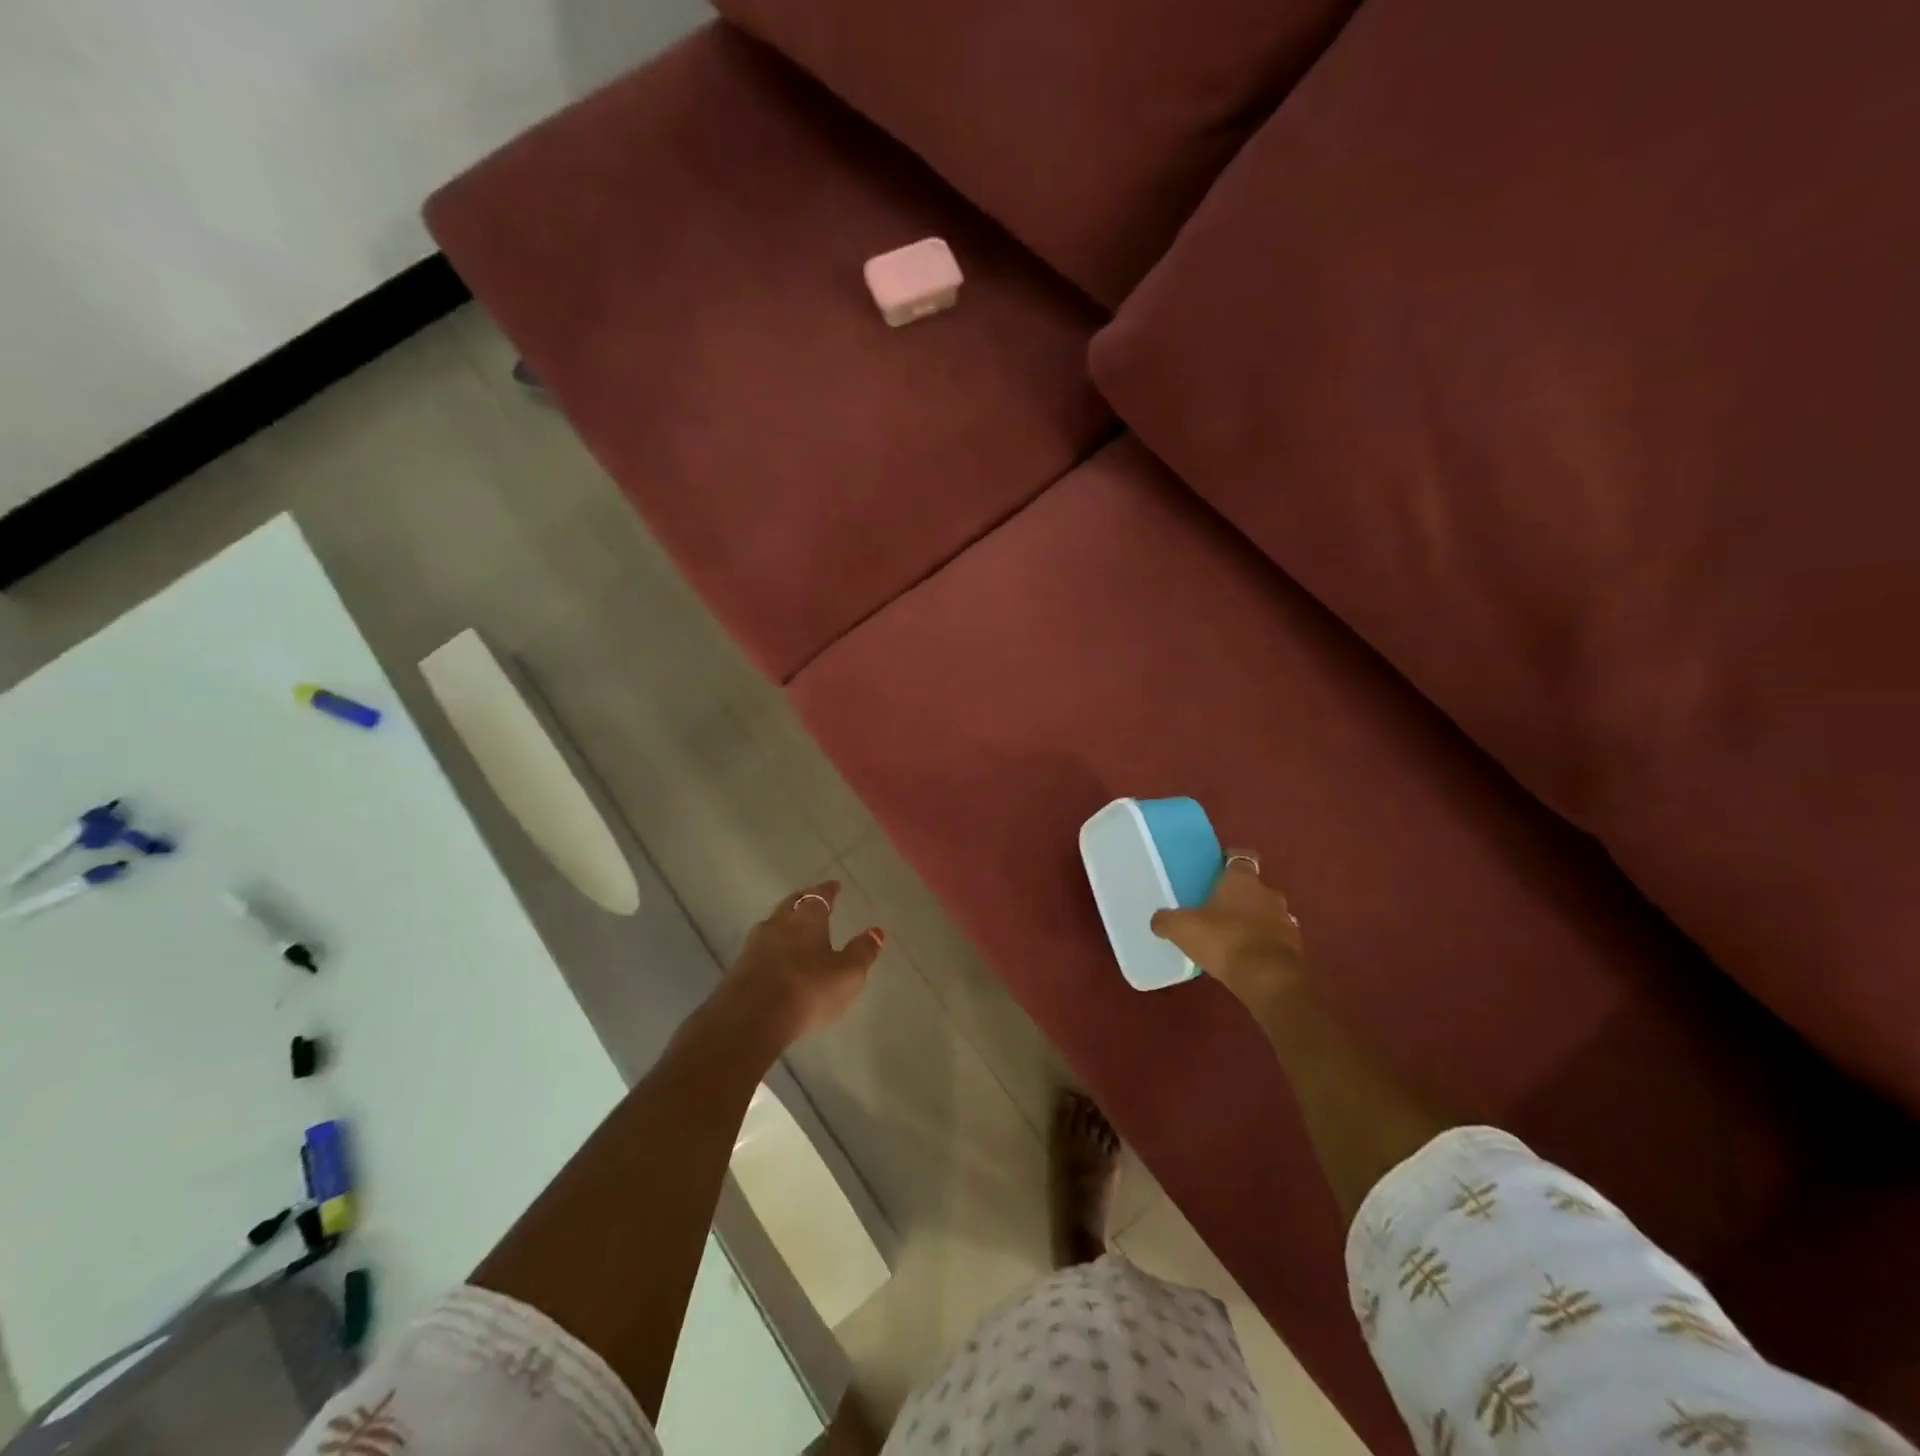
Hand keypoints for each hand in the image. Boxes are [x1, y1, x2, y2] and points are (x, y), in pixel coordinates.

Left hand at [722, 881, 884, 1045]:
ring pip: (773, 925)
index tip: (834, 886)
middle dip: (804, 901)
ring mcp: (754, 945)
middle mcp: (778, 923)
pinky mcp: (739, 969)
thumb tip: (876, 931)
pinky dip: (772, 948)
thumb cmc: (808, 989)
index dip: (828, 890)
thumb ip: (862, 952)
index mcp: (806, 918)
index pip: (819, 895)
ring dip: (784, 924)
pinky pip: (760, 949)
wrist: (750, 1019)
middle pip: (792, 904)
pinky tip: (776, 958)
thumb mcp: (847, 974)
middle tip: (813, 900)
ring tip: (794, 929)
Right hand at [1150, 853, 1306, 1012]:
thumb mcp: (1182, 928)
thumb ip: (1167, 920)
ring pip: (1268, 912)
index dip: (1229, 860)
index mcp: (1243, 880)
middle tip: (1220, 905)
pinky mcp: (1295, 948)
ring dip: (1255, 919)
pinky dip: (1264, 943)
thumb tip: (1158, 920)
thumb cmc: (1224, 940)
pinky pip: (1276, 938)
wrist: (1269, 979)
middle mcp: (1268, 893)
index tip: (1218, 866)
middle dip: (1241, 894)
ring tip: (1234, 934)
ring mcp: (1286, 920)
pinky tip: (1248, 956)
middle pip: (1255, 886)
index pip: (1241, 857)